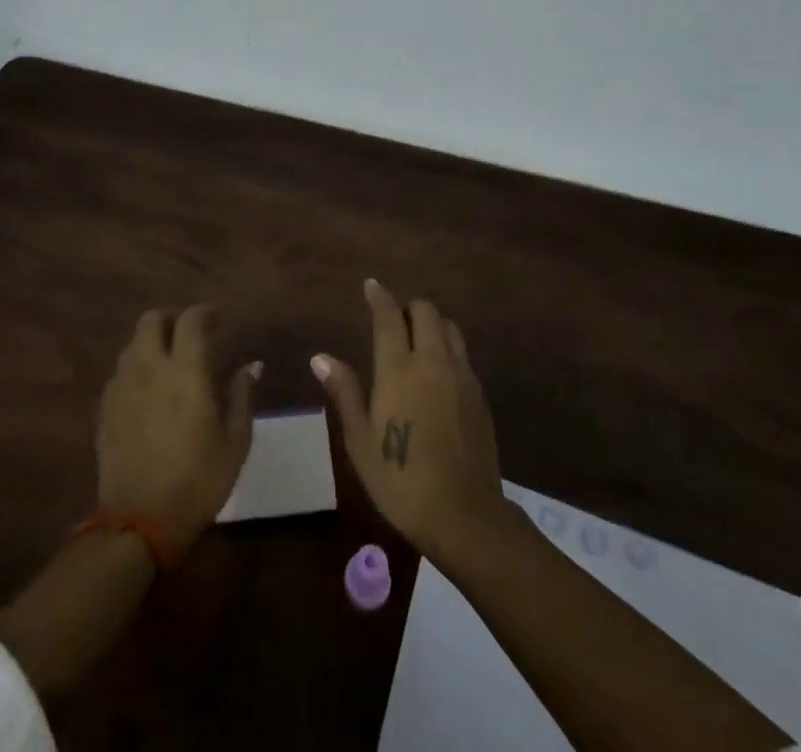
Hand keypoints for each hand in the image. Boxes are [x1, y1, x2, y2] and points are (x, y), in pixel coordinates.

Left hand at [97, 304, 258, 557]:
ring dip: (151, 344)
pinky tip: (147, 394)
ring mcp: (122, 387)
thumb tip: (250, 366)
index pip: (191, 319)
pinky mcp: (105, 409)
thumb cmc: (198, 481)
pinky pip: (120, 373)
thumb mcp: (235, 441)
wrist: (140, 523)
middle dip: (171, 320)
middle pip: (152, 319)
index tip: (217, 321)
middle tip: (188, 338)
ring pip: (132, 344)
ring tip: (168, 365)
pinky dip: (135, 371)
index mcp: (186, 370)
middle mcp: (150, 367)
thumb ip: (242, 395)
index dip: (205, 313)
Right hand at [311, 279, 507, 563]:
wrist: (464, 515)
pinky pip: (462, 354)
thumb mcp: (361, 440)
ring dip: (432, 324)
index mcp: (399, 369)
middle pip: (426, 311)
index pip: (389, 316)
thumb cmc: (401, 480)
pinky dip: (447, 348)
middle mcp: (433, 361)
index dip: (379, 296)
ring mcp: (461, 376)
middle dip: (408, 308)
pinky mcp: (479, 394)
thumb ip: (344, 392)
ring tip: (416, 341)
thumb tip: (320, 357)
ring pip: (449, 328)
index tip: (371, 285)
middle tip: (393, 321)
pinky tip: (437, 373)